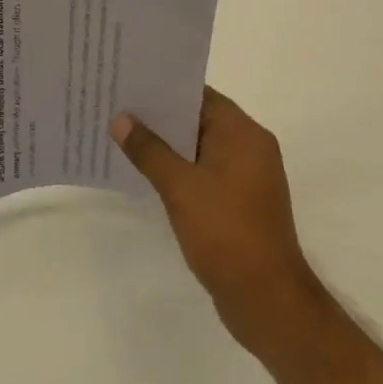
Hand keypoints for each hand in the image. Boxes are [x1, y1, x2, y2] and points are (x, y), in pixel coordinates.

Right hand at [112, 88, 319, 356]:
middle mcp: (249, 148)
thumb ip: (149, 150)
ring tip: (121, 133)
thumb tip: (120, 119)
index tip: (127, 80)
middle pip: (197, 118)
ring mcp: (245, 177)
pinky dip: (176, 168)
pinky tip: (144, 171)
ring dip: (164, 144)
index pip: (199, 95)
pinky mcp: (237, 202)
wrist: (267, 303)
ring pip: (197, 147)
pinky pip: (201, 172)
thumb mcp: (180, 187)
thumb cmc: (226, 234)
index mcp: (244, 134)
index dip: (163, 87)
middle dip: (158, 115)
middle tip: (115, 104)